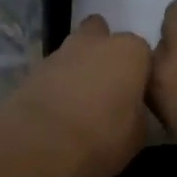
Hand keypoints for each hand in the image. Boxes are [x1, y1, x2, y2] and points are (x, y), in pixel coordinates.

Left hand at [1, 15, 152, 176]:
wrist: (43, 141)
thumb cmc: (102, 136)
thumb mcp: (137, 135)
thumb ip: (136, 112)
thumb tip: (128, 110)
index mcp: (130, 52)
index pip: (142, 53)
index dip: (138, 73)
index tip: (134, 95)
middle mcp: (96, 42)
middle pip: (102, 35)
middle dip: (103, 53)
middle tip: (105, 86)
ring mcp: (61, 51)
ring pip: (74, 51)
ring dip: (77, 67)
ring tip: (78, 101)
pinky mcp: (34, 68)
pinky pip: (53, 71)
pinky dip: (55, 83)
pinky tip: (57, 108)